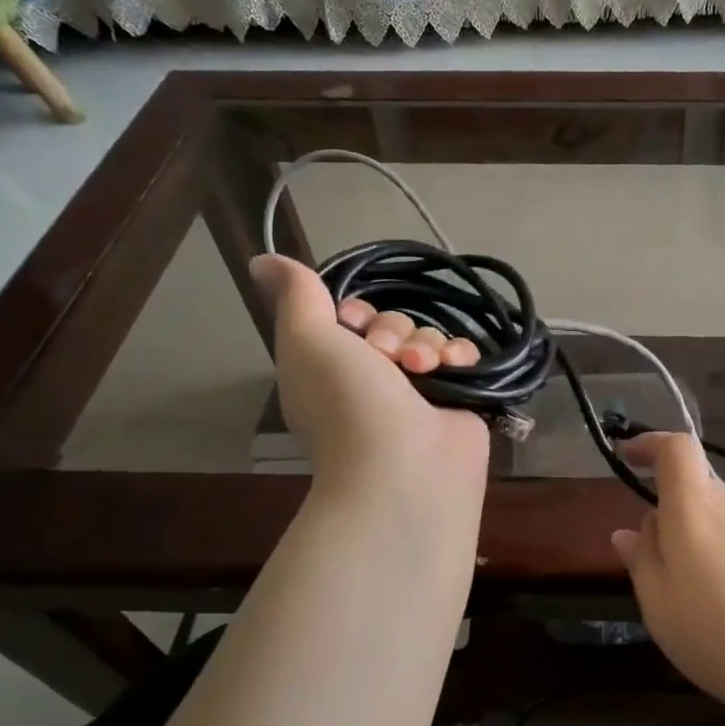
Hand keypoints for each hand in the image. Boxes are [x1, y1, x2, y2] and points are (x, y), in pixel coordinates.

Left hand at [249, 255, 489, 495]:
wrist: (406, 465)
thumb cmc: (349, 401)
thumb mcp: (307, 340)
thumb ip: (296, 296)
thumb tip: (263, 260)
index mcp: (332, 368)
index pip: (350, 318)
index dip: (355, 312)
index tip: (353, 321)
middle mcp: (373, 380)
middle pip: (392, 323)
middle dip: (392, 331)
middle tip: (388, 357)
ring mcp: (418, 392)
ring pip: (428, 337)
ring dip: (426, 344)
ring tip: (423, 370)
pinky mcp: (457, 399)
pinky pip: (461, 357)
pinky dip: (459, 355)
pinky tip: (454, 367)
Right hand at [610, 432, 724, 723]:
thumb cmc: (720, 635)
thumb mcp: (660, 606)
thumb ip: (642, 562)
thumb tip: (630, 531)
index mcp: (696, 511)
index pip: (677, 449)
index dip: (651, 444)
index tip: (629, 457)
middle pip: (698, 493)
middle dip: (673, 519)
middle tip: (661, 572)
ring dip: (705, 548)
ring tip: (703, 605)